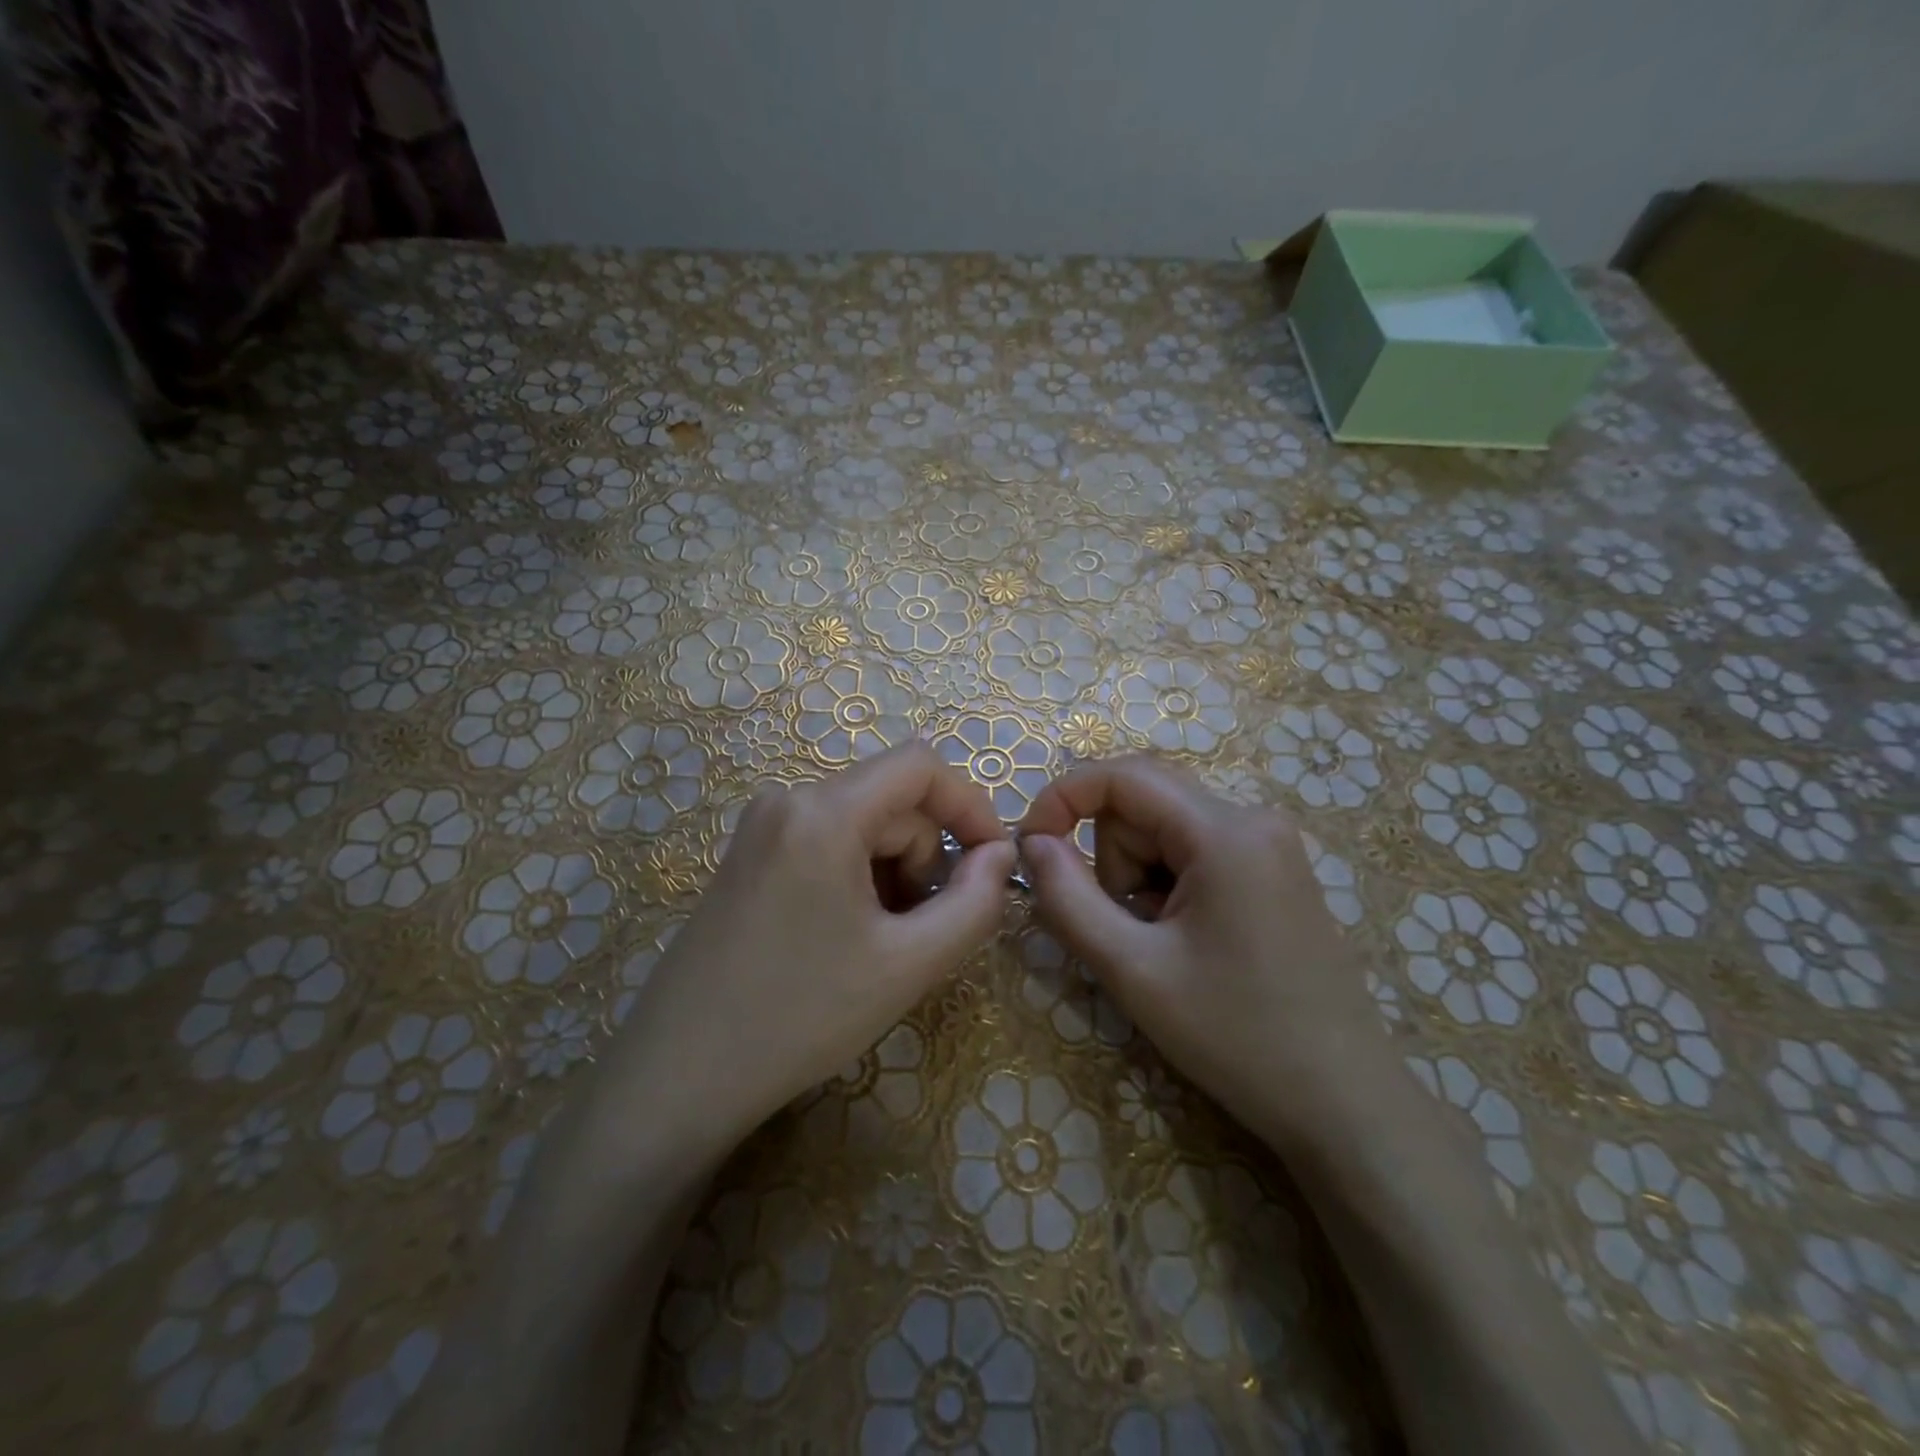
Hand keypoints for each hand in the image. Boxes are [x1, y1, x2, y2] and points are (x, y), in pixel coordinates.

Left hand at [600, 743, 1014, 1164]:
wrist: (678, 1076)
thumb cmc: (800, 1017)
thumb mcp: (909, 964)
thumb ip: (975, 903)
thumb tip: (1001, 854)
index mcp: (823, 812)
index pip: (921, 766)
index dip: (970, 806)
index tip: (994, 864)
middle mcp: (787, 799)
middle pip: (893, 802)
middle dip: (925, 859)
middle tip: (922, 933)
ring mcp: (761, 826)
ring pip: (863, 825)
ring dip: (893, 872)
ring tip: (881, 943)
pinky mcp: (749, 854)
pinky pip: (828, 842)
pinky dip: (858, 877)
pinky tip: (845, 936)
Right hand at [1018, 755, 1386, 1145]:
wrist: (1344, 1105)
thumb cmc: (1237, 1036)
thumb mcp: (1133, 970)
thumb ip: (1068, 897)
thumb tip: (1031, 842)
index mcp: (1224, 831)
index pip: (1122, 776)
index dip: (1062, 798)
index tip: (1030, 848)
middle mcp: (1252, 819)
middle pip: (1141, 807)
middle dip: (1114, 863)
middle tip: (1130, 933)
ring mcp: (1268, 844)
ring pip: (1161, 832)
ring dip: (1139, 882)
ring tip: (1164, 947)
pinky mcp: (1272, 871)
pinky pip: (1192, 853)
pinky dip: (1168, 890)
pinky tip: (1189, 944)